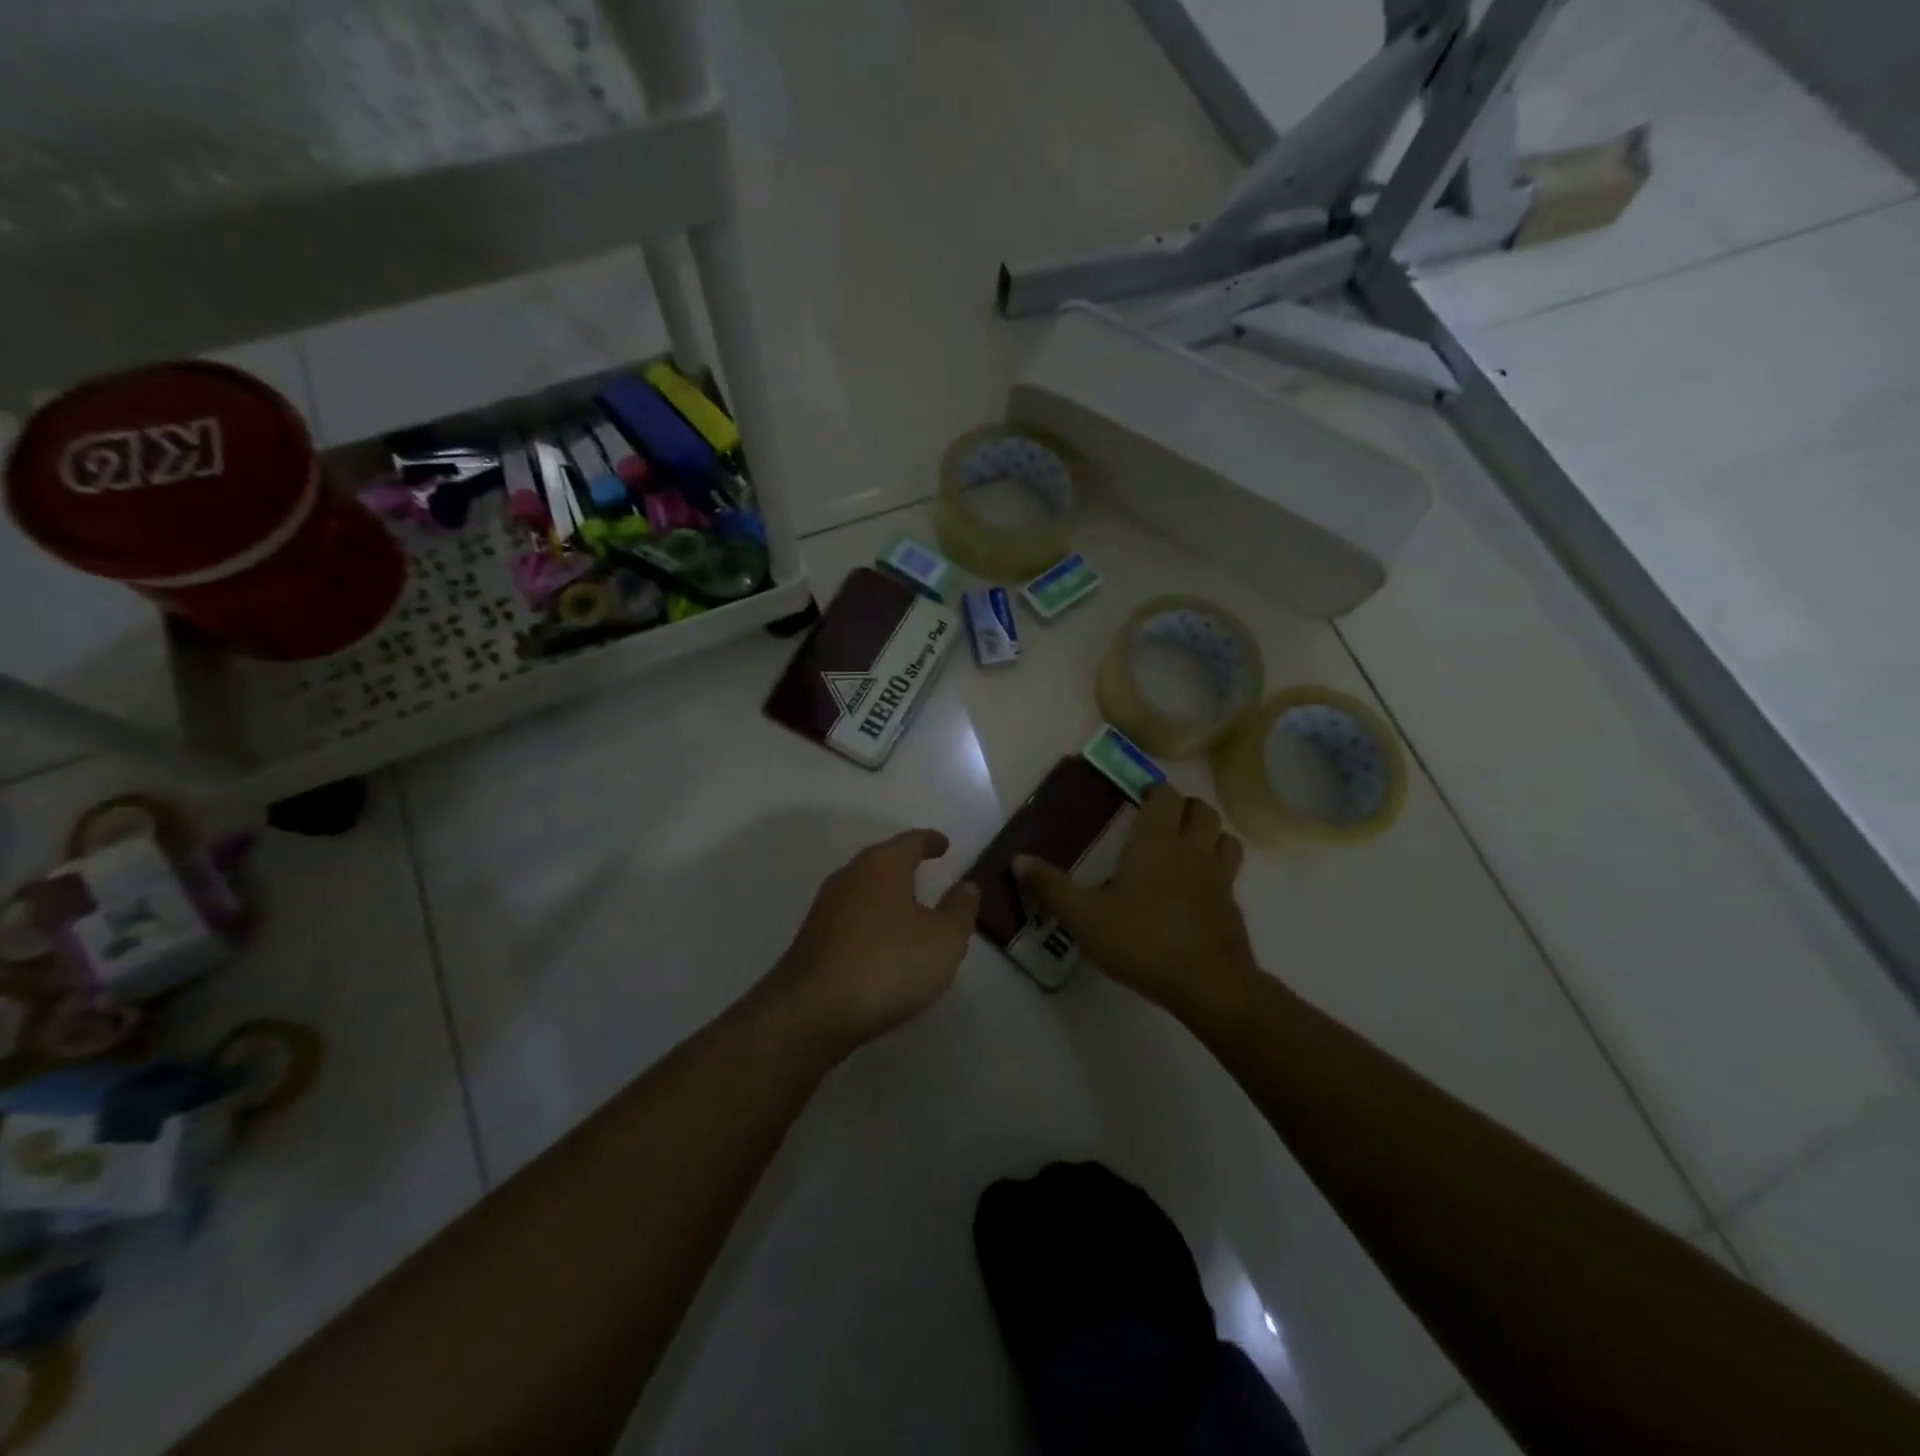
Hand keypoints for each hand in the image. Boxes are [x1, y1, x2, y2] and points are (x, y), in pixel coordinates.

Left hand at [762, 829, 979, 1057]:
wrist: (811, 1012)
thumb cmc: (888, 964)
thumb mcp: (943, 940)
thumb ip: (959, 910)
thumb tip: (966, 885)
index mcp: (882, 865)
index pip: (911, 842)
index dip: (930, 841)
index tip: (944, 845)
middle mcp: (850, 876)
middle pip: (883, 862)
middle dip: (905, 867)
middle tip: (928, 876)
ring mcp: (826, 907)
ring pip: (864, 890)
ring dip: (887, 896)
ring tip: (909, 912)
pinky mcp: (813, 938)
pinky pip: (851, 918)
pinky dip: (871, 922)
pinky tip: (882, 945)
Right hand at [1014, 785, 1258, 1025]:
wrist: (1209, 984)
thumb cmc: (1143, 941)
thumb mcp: (1085, 918)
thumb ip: (1051, 888)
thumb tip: (1018, 859)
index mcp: (1156, 843)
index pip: (1166, 796)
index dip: (1155, 791)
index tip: (1140, 798)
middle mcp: (1192, 850)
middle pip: (1201, 809)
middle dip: (1183, 807)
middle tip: (1161, 820)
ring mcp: (1219, 877)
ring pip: (1224, 836)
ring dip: (1208, 833)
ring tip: (1187, 846)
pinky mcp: (1233, 905)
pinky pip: (1231, 871)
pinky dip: (1219, 867)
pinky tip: (1199, 889)